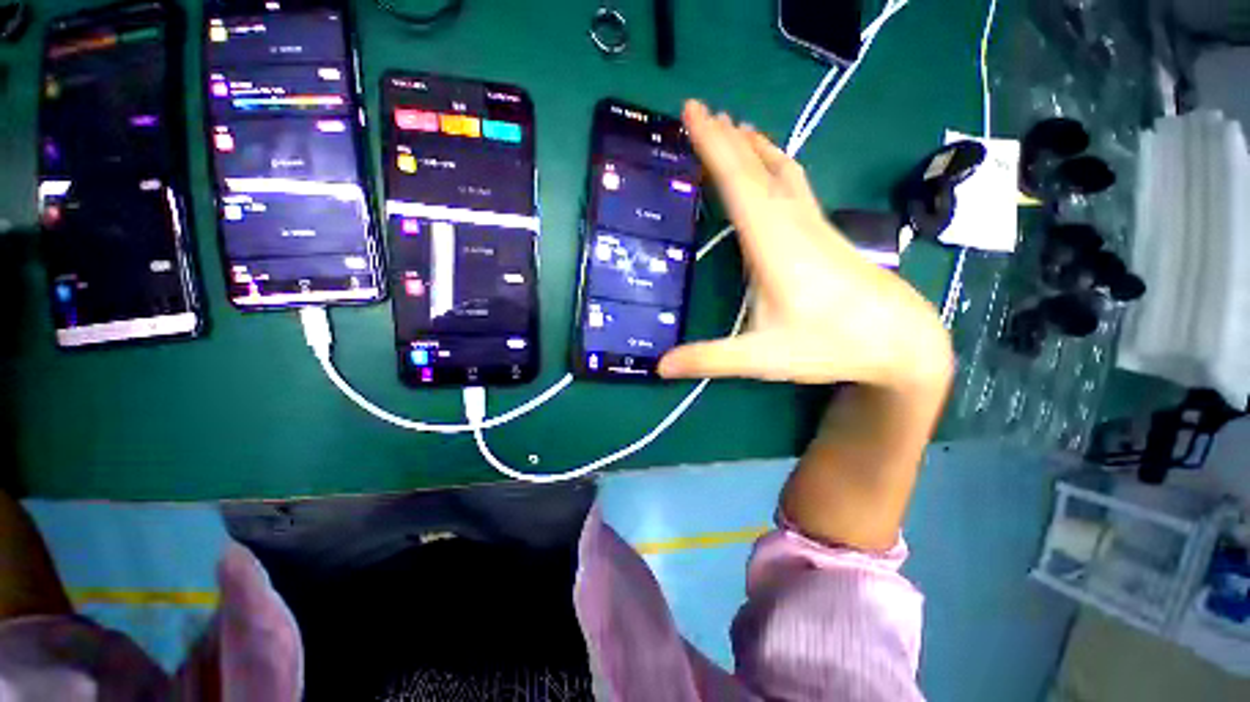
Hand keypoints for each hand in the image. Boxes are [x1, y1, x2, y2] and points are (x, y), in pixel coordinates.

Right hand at [659, 101, 951, 390]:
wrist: (901, 341)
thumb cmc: (829, 346)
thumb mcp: (760, 358)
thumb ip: (708, 360)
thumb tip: (659, 367)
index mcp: (773, 246)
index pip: (737, 183)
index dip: (712, 146)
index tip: (692, 112)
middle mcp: (793, 224)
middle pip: (756, 168)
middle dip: (725, 137)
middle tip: (699, 110)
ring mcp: (813, 225)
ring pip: (780, 170)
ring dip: (752, 147)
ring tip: (732, 127)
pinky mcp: (823, 232)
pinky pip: (794, 184)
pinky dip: (773, 165)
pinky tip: (770, 168)